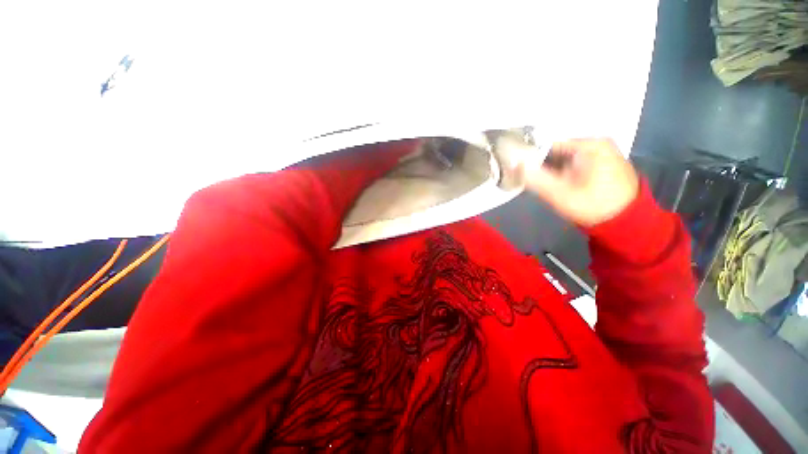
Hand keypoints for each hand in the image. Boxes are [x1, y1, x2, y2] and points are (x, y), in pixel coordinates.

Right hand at [523, 138, 638, 226]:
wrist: (626, 222)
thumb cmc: (593, 206)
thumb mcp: (560, 194)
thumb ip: (536, 179)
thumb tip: (514, 164)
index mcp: (589, 145)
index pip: (548, 144)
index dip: (530, 156)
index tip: (517, 169)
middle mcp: (596, 143)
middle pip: (556, 150)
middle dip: (540, 164)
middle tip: (527, 179)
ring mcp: (601, 153)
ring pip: (564, 158)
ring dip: (550, 169)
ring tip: (539, 182)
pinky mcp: (602, 163)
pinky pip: (574, 163)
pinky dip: (562, 171)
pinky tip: (556, 183)